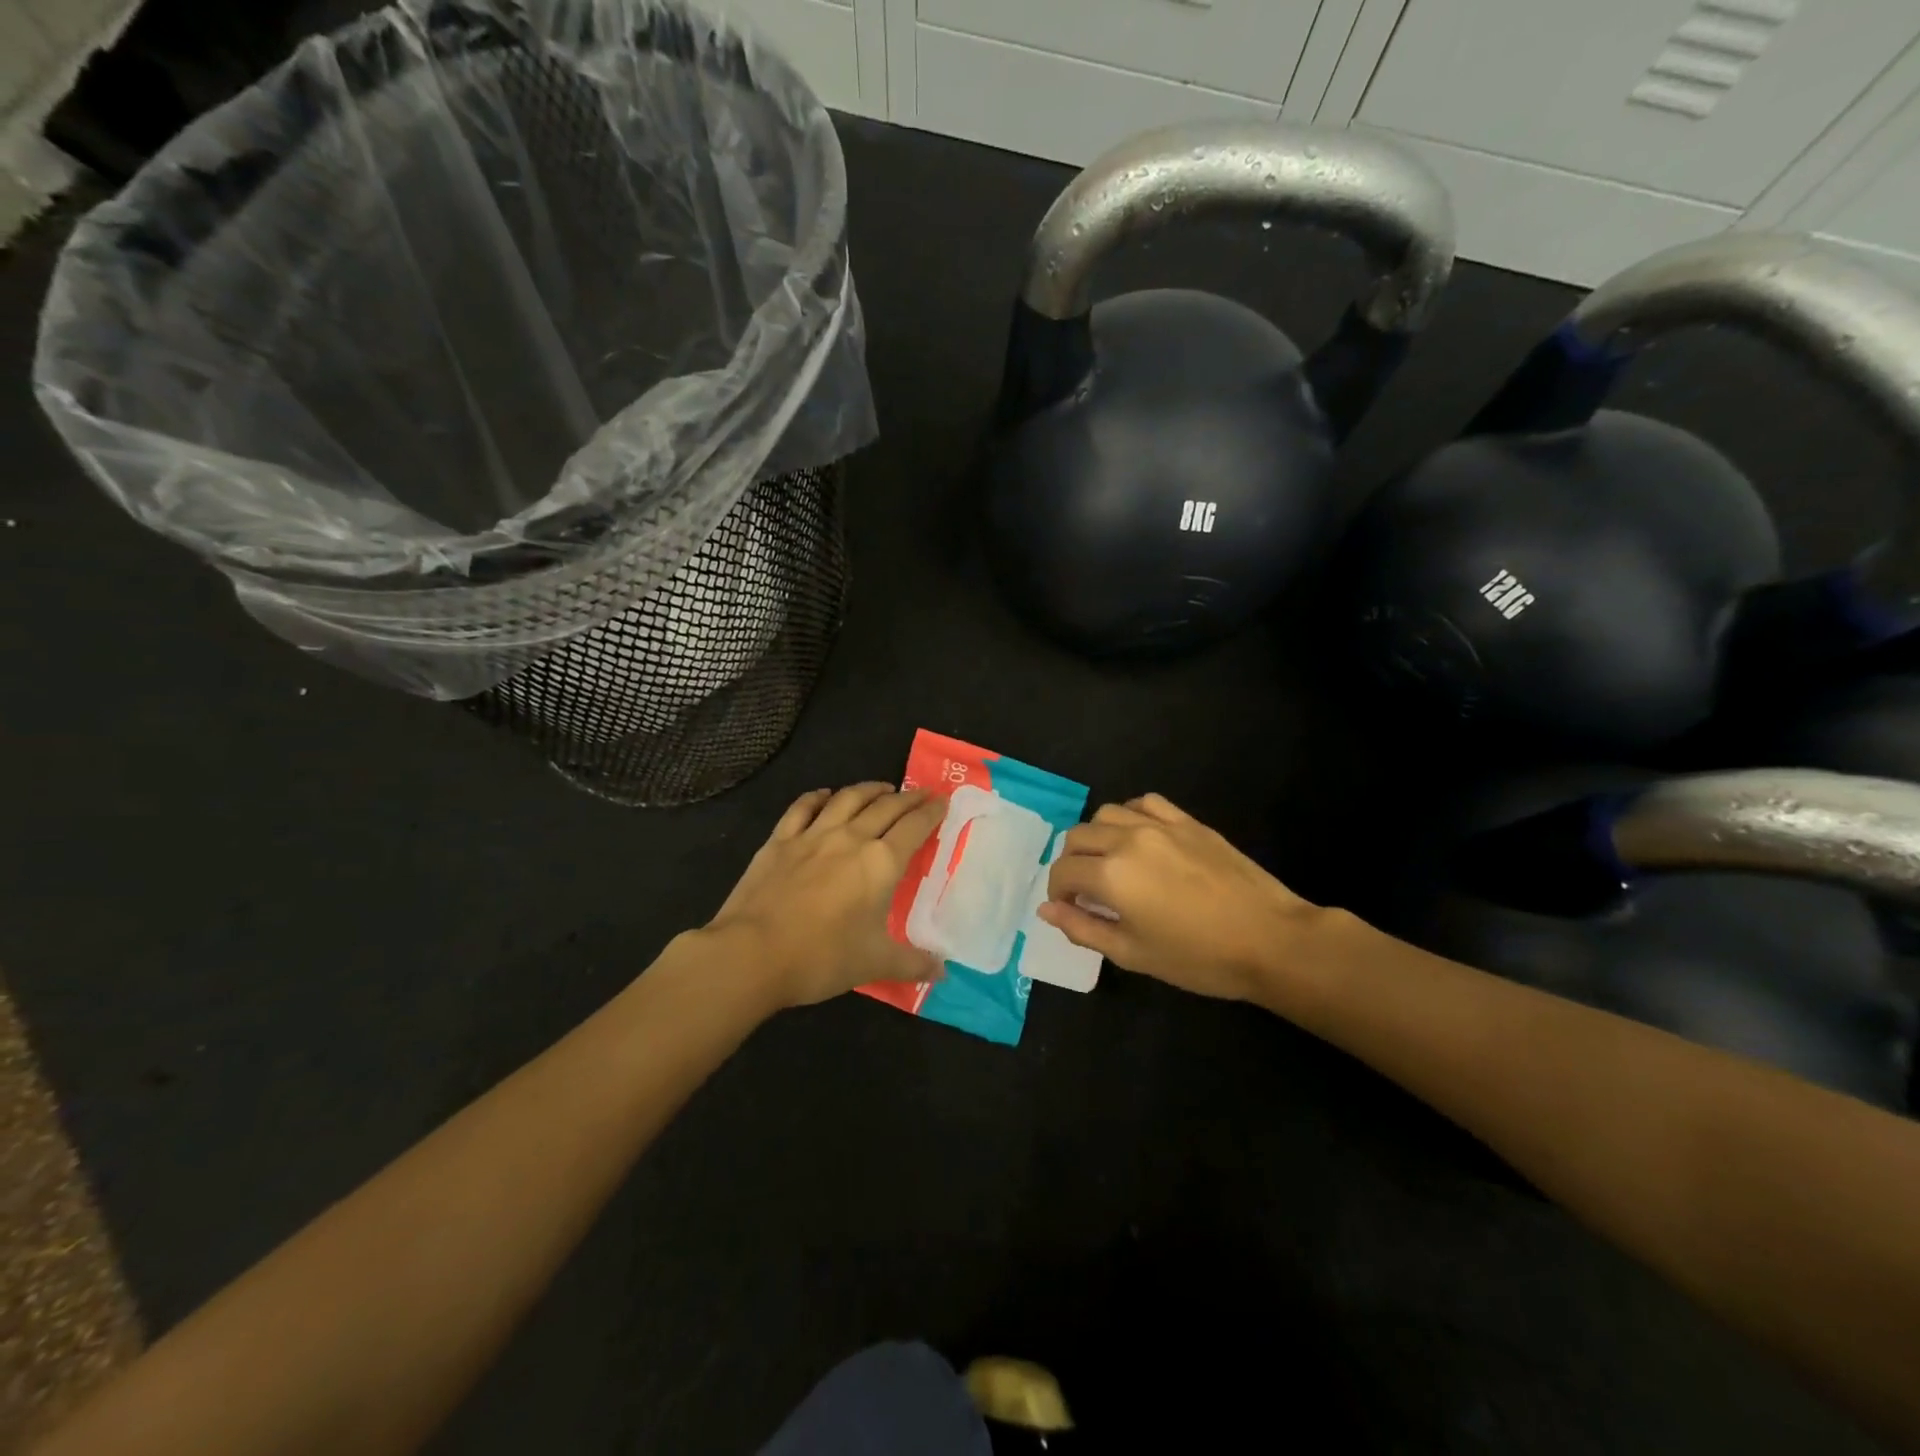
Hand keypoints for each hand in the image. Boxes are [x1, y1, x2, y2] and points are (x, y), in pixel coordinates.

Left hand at [707, 783, 945, 1007]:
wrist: (752, 954)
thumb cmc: (821, 958)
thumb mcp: (874, 964)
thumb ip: (912, 963)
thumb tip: (942, 971)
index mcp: (880, 863)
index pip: (914, 827)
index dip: (931, 812)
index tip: (942, 801)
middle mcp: (850, 838)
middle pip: (885, 807)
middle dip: (908, 798)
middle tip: (921, 793)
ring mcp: (812, 836)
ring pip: (847, 799)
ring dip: (869, 789)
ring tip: (883, 788)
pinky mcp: (779, 841)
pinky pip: (802, 808)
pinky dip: (817, 797)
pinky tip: (824, 794)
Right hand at [1037, 794, 1320, 1001]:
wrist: (1270, 940)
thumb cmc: (1198, 958)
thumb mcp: (1132, 954)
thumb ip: (1083, 929)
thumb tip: (1046, 911)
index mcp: (1111, 875)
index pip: (1063, 872)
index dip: (1058, 893)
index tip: (1070, 910)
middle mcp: (1127, 840)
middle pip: (1077, 837)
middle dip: (1072, 864)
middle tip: (1087, 892)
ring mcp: (1160, 825)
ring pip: (1106, 814)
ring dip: (1097, 837)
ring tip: (1111, 863)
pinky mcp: (1187, 821)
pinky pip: (1144, 803)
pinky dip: (1130, 816)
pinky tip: (1138, 838)